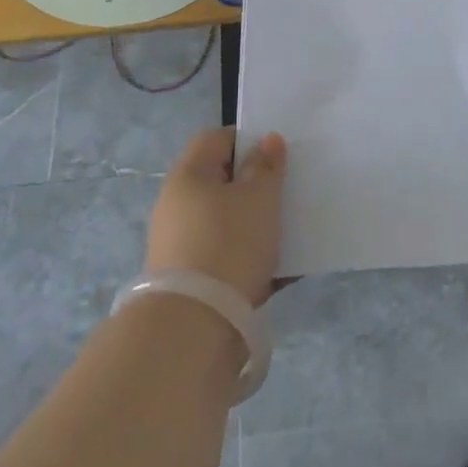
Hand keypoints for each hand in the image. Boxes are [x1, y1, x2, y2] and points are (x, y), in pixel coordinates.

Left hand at [145, 128, 287, 306]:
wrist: (194, 328)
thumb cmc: (228, 244)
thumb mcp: (258, 198)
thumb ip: (266, 166)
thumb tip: (266, 140)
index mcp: (188, 175)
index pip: (215, 138)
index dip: (247, 139)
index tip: (276, 155)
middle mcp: (177, 205)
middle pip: (220, 182)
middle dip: (254, 185)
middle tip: (287, 191)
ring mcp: (180, 245)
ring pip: (226, 221)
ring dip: (255, 224)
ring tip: (290, 231)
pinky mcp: (190, 281)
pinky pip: (227, 257)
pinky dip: (252, 258)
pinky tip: (282, 269)